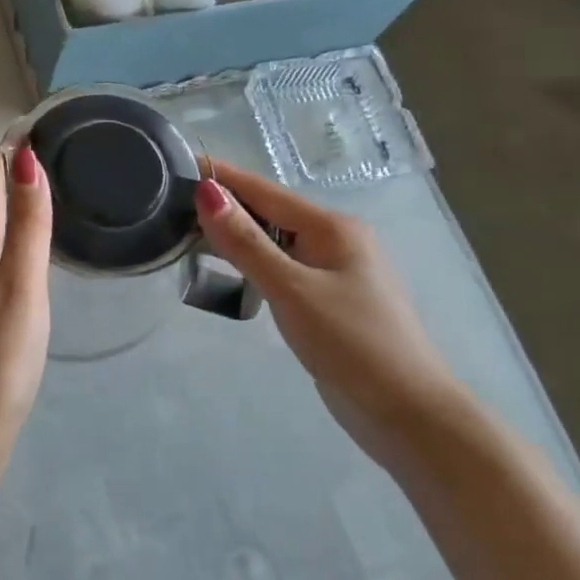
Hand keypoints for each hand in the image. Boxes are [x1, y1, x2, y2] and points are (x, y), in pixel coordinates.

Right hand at [194, 159, 474, 470]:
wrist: (408, 413)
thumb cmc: (351, 343)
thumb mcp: (291, 290)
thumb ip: (245, 242)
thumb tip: (206, 192)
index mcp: (333, 227)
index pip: (264, 191)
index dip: (222, 178)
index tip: (177, 165)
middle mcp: (336, 240)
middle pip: (270, 212)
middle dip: (225, 206)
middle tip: (170, 204)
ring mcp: (336, 271)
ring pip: (276, 241)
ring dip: (237, 235)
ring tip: (188, 231)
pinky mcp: (330, 300)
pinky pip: (283, 267)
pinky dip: (254, 262)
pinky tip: (230, 271)